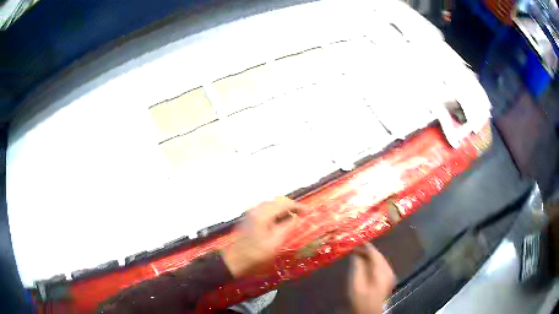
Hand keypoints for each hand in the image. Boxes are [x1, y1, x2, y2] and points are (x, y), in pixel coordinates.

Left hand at [221, 197, 307, 276]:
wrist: (235, 261)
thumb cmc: (257, 255)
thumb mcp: (276, 243)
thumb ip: (288, 227)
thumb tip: (296, 217)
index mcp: (263, 214)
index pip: (285, 203)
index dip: (299, 206)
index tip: (310, 211)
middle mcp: (256, 209)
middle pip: (278, 200)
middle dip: (292, 206)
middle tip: (303, 214)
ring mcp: (251, 212)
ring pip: (272, 204)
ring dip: (284, 208)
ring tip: (295, 217)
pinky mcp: (250, 217)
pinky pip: (266, 209)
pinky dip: (276, 211)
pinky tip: (281, 220)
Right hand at [349, 243, 394, 313]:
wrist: (370, 312)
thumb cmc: (362, 299)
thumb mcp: (356, 284)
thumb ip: (357, 267)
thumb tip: (356, 254)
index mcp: (381, 270)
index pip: (374, 253)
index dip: (365, 246)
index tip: (355, 241)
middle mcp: (388, 270)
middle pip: (378, 255)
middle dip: (367, 250)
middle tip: (355, 247)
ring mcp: (390, 275)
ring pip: (380, 260)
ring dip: (370, 256)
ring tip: (358, 254)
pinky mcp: (388, 279)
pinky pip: (381, 265)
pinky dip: (373, 262)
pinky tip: (365, 263)